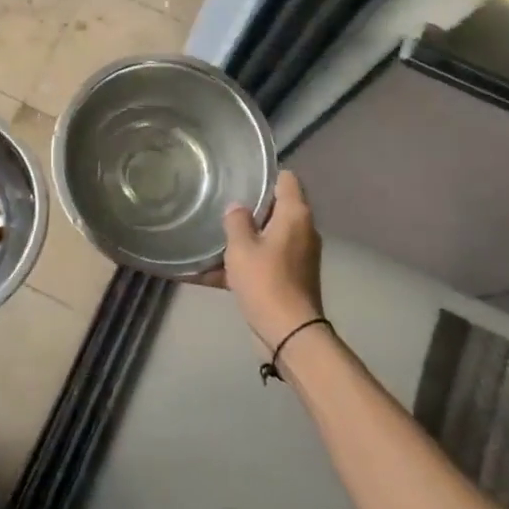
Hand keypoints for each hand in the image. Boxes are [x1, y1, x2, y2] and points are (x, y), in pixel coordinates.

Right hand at [194, 170, 323, 349]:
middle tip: (219, 204)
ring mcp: (298, 256)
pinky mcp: (290, 278)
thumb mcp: (241, 247)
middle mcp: (302, 230)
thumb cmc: (266, 281)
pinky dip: (241, 265)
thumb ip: (236, 221)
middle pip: (275, 208)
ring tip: (209, 237)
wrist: (289, 333)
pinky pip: (262, 262)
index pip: (286, 179)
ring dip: (242, 239)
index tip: (240, 176)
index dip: (265, 174)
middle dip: (248, 208)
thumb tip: (237, 208)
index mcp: (295, 214)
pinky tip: (205, 274)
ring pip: (266, 237)